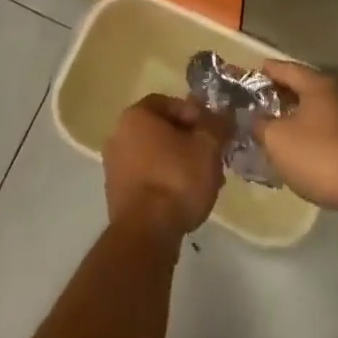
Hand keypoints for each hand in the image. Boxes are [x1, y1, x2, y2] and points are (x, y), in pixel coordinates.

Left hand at [102, 94, 229, 239]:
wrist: (145, 234)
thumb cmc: (176, 179)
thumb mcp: (207, 147)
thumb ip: (216, 125)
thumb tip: (223, 114)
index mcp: (136, 115)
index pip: (169, 103)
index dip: (195, 114)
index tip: (212, 132)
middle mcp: (119, 135)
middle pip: (162, 130)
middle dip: (190, 141)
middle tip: (212, 157)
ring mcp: (114, 167)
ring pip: (156, 156)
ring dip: (180, 163)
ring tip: (205, 182)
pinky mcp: (117, 195)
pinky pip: (147, 178)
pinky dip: (166, 182)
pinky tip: (185, 199)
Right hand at [252, 60, 337, 213]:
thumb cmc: (320, 155)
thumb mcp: (277, 140)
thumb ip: (261, 125)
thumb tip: (258, 120)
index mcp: (318, 83)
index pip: (285, 68)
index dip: (265, 72)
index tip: (249, 76)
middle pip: (304, 87)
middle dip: (281, 95)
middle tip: (259, 105)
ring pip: (318, 110)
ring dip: (298, 117)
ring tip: (277, 129)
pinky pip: (329, 129)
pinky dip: (313, 134)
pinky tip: (302, 150)